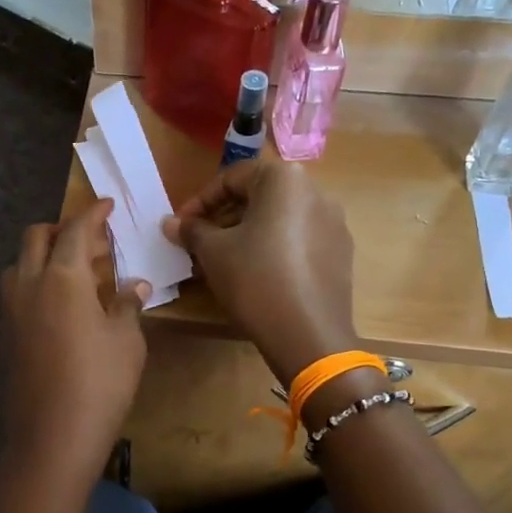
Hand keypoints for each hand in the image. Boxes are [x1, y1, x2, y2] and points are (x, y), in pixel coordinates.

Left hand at [0, 200, 149, 473]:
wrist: (51, 437)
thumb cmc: (100, 384)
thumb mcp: (126, 342)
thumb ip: (128, 305)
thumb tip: (135, 285)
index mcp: (62, 277)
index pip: (76, 230)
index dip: (93, 214)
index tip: (107, 205)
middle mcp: (29, 284)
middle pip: (37, 236)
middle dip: (63, 228)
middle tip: (93, 242)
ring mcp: (11, 310)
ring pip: (20, 263)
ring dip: (44, 255)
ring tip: (75, 273)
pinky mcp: (5, 335)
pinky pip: (17, 291)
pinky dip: (36, 282)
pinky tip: (60, 305)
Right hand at [164, 162, 356, 385]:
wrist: (308, 334)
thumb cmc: (254, 280)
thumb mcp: (213, 252)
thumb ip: (191, 230)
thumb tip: (171, 223)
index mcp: (284, 179)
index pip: (231, 178)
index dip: (199, 202)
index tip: (180, 227)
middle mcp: (315, 191)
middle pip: (258, 196)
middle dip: (223, 218)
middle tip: (198, 245)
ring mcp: (333, 223)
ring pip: (278, 220)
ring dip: (245, 234)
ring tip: (222, 262)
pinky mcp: (340, 252)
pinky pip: (297, 240)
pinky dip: (272, 248)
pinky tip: (255, 275)